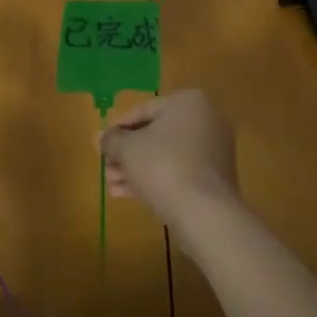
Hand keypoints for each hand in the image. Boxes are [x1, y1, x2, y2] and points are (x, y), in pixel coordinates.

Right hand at [99, 89, 238, 224]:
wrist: (205, 214)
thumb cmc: (163, 166)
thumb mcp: (127, 149)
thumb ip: (111, 140)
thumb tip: (100, 138)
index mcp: (187, 102)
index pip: (143, 110)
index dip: (118, 128)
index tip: (102, 144)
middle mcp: (206, 120)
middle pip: (155, 134)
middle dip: (127, 153)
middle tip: (106, 167)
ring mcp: (214, 151)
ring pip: (166, 156)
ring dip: (137, 169)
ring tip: (112, 185)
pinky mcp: (216, 179)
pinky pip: (180, 172)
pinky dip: (156, 179)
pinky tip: (129, 194)